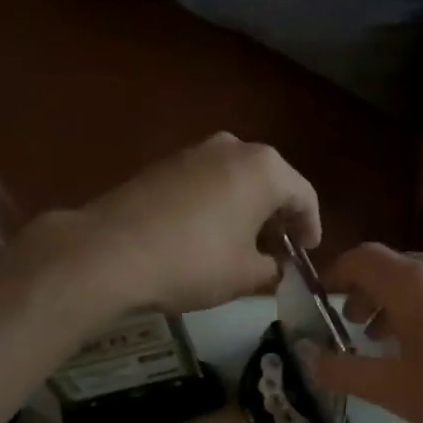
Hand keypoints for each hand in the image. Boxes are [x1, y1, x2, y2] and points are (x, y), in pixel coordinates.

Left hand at [34, 134, 320, 313]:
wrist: (111, 251)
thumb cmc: (194, 262)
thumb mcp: (245, 276)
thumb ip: (273, 269)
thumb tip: (277, 267)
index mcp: (266, 169)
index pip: (304, 197)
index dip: (311, 228)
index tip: (306, 253)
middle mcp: (234, 147)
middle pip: (271, 183)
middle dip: (277, 218)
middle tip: (278, 251)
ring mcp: (195, 150)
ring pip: (237, 180)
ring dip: (247, 210)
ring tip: (244, 245)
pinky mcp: (164, 163)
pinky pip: (207, 182)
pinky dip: (218, 205)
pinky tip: (209, 235)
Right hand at [308, 245, 422, 422]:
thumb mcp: (399, 392)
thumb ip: (347, 370)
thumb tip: (310, 354)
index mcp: (415, 283)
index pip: (362, 258)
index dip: (336, 275)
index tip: (323, 300)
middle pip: (395, 267)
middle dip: (368, 294)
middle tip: (356, 331)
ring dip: (402, 304)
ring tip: (398, 345)